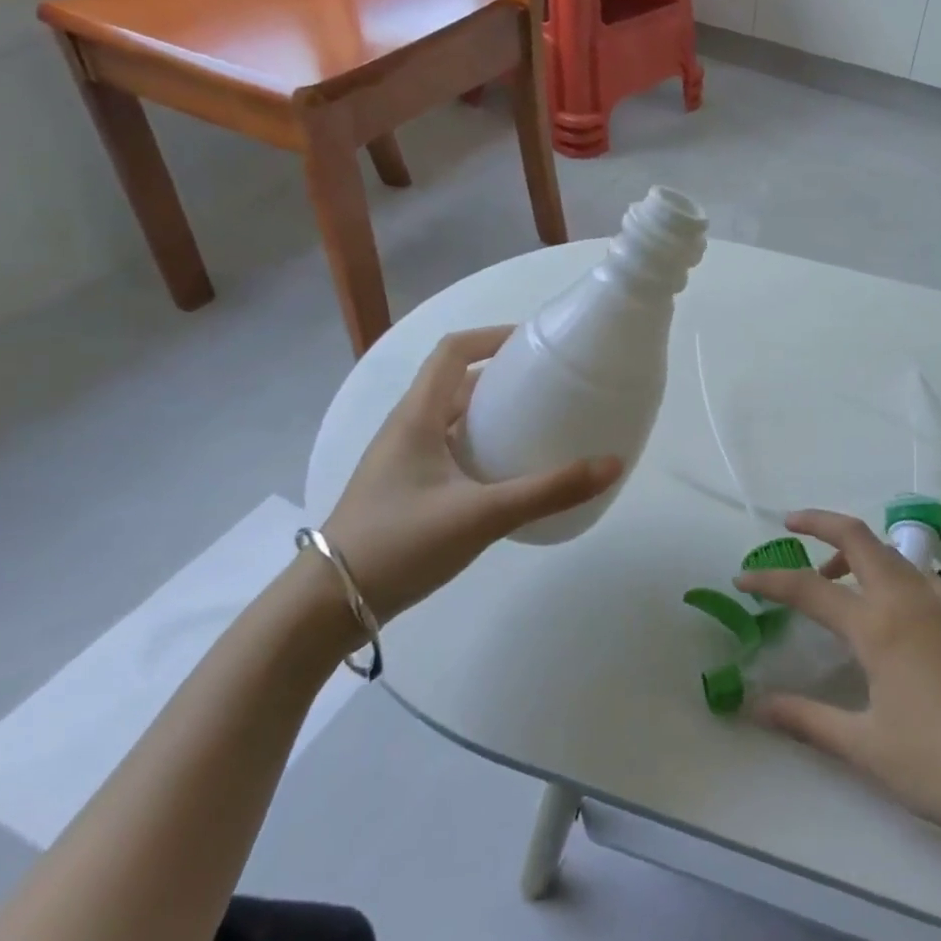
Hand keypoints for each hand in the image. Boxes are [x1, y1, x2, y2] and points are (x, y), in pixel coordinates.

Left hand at [321, 326, 621, 621]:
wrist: (328, 604)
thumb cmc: (400, 543)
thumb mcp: (481, 515)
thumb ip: (548, 491)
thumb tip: (612, 464)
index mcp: (417, 416)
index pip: (452, 351)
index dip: (493, 337)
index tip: (535, 343)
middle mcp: (408, 428)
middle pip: (456, 383)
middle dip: (502, 377)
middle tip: (549, 387)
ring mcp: (403, 460)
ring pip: (453, 419)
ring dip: (491, 414)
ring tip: (537, 425)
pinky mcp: (406, 489)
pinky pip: (449, 450)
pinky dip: (480, 446)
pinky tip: (508, 473)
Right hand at [735, 509, 940, 845]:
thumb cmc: (937, 765)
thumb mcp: (862, 746)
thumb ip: (805, 719)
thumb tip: (754, 705)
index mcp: (878, 625)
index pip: (810, 588)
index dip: (770, 580)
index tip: (742, 578)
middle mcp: (909, 600)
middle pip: (859, 538)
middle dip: (820, 522)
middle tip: (790, 525)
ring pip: (893, 553)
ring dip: (857, 550)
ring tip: (834, 577)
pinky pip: (919, 576)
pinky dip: (890, 572)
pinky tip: (888, 608)